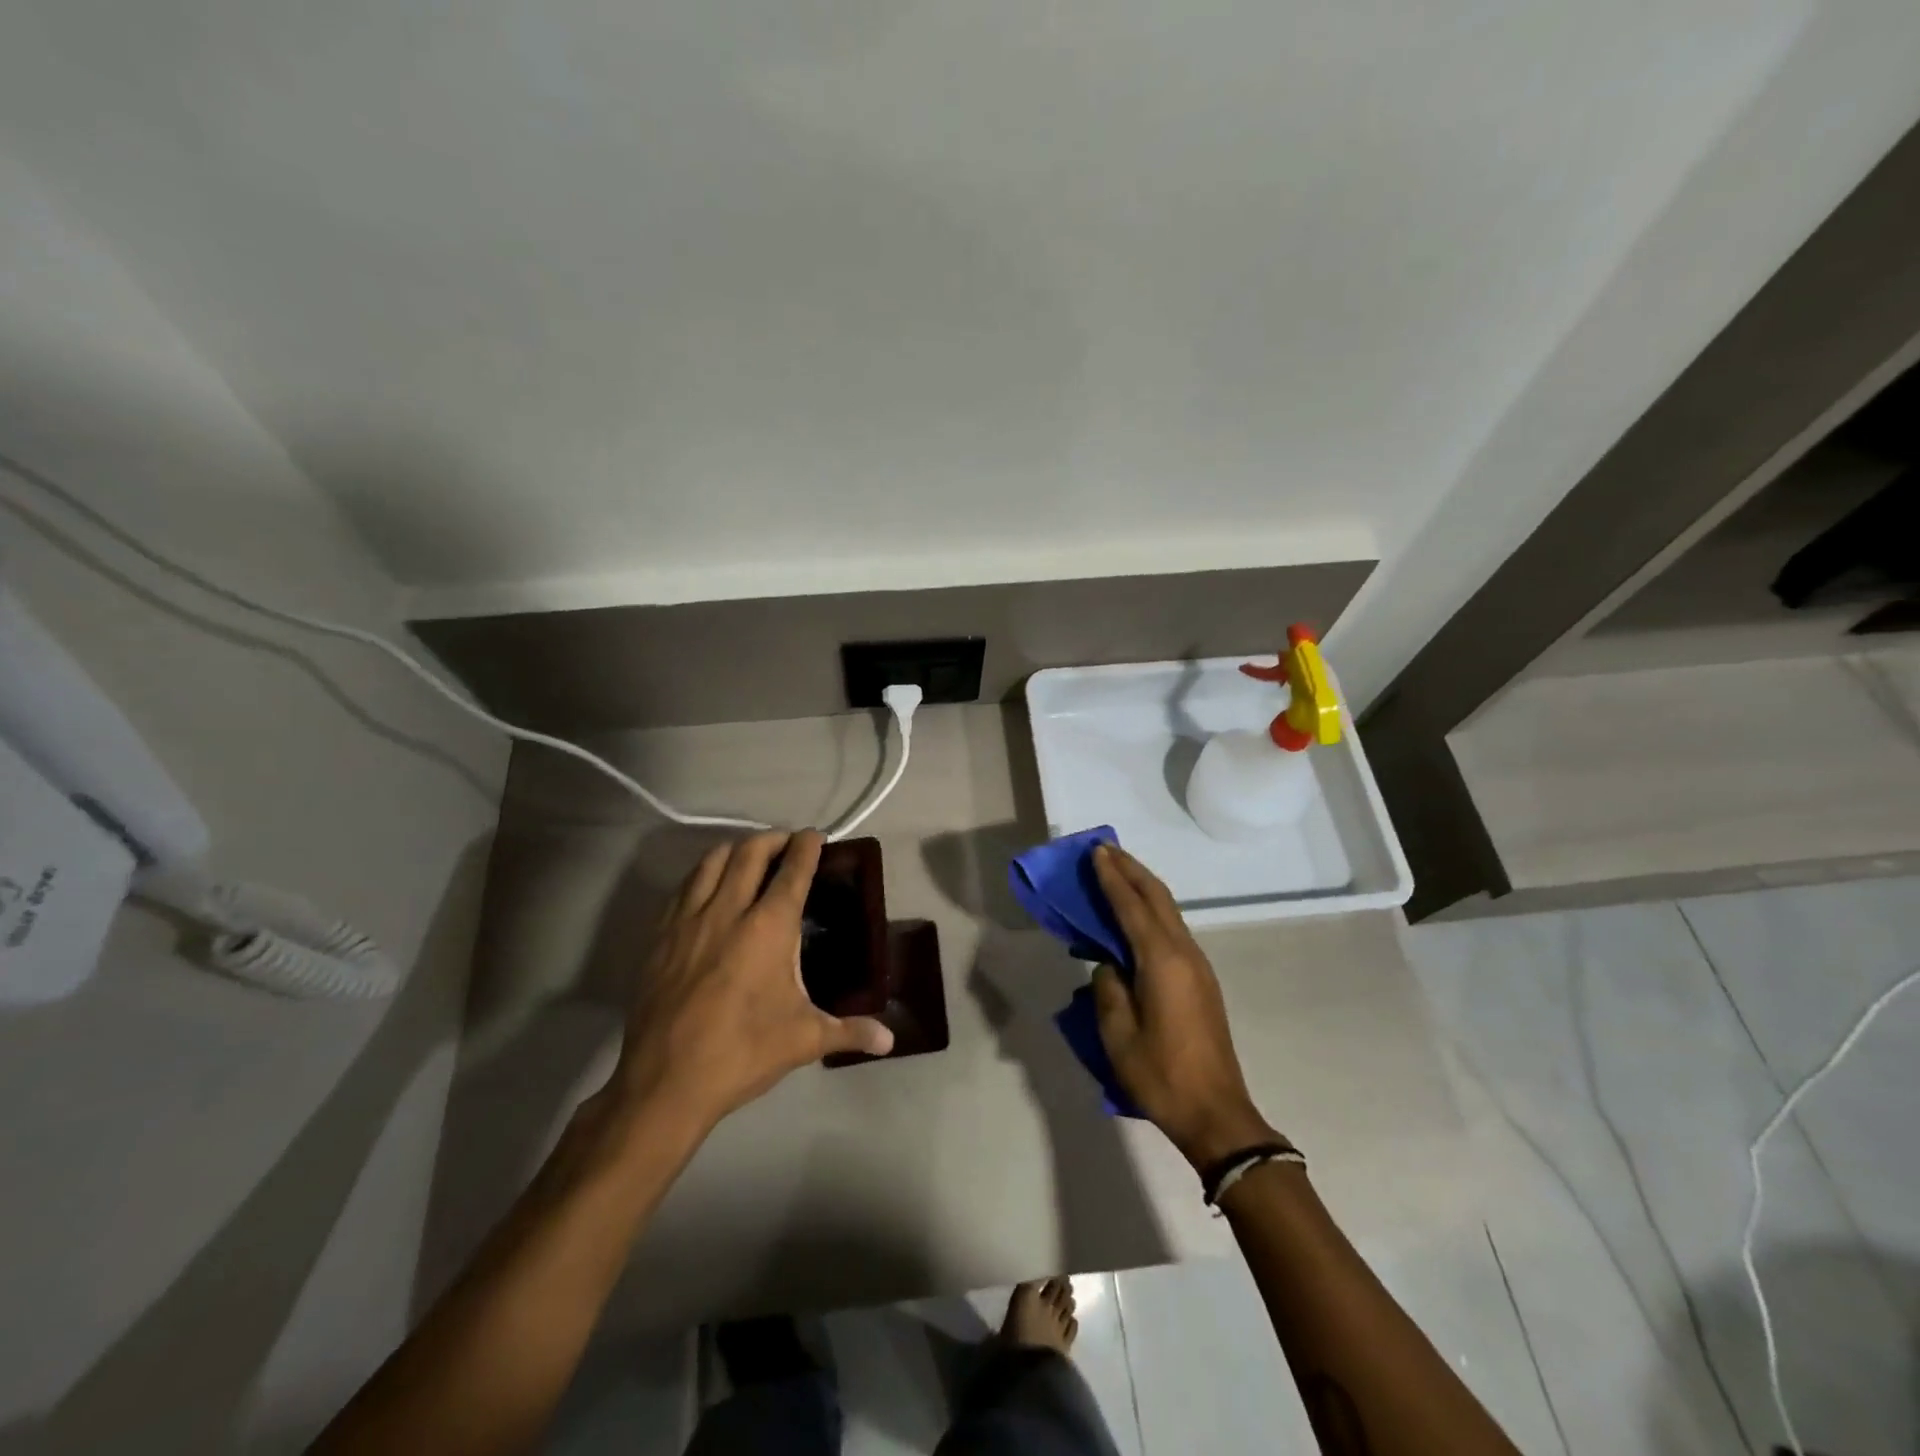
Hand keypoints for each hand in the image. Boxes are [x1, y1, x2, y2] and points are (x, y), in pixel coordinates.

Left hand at [604, 831, 893, 1135]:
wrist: (664, 1083)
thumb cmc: (742, 1053)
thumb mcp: (804, 1040)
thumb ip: (850, 1031)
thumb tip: (890, 1041)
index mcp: (768, 927)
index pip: (793, 869)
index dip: (807, 846)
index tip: (816, 836)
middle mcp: (728, 910)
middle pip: (750, 852)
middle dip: (773, 839)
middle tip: (788, 844)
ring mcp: (689, 920)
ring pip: (712, 861)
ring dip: (736, 849)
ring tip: (750, 858)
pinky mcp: (660, 936)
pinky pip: (684, 887)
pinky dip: (704, 874)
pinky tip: (711, 890)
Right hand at [1089, 844, 1281, 1167]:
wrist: (1216, 1113)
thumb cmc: (1161, 1074)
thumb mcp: (1118, 1034)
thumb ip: (1108, 988)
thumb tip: (1108, 964)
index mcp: (1161, 961)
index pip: (1132, 905)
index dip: (1112, 876)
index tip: (1096, 851)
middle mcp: (1184, 953)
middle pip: (1157, 897)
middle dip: (1131, 869)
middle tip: (1105, 849)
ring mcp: (1197, 965)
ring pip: (1169, 911)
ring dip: (1143, 887)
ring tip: (1117, 872)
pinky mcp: (1201, 980)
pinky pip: (1172, 929)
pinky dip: (1152, 910)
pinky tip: (1135, 915)